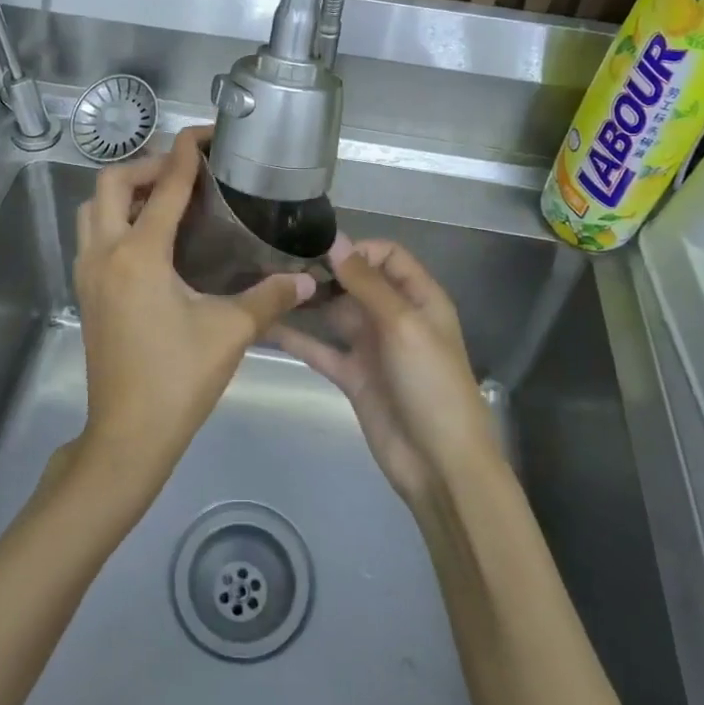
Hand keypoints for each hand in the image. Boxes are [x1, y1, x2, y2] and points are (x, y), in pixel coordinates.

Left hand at [72, 126, 314, 492]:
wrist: (128, 435)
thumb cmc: (178, 379)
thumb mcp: (230, 332)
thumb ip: (270, 297)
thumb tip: (307, 279)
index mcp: (139, 255)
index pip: (165, 188)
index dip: (186, 155)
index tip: (204, 134)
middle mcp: (105, 254)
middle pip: (111, 183)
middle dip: (148, 166)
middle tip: (185, 172)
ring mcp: (88, 273)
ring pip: (92, 208)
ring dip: (124, 191)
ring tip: (165, 198)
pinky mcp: (86, 293)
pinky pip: (91, 234)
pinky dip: (114, 218)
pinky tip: (149, 237)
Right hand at [273, 240, 501, 505]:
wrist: (439, 464)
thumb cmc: (431, 383)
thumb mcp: (404, 325)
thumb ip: (367, 283)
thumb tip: (335, 240)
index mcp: (419, 297)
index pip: (386, 255)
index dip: (356, 249)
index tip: (318, 251)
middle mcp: (394, 315)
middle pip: (355, 281)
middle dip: (323, 271)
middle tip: (278, 262)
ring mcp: (370, 346)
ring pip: (333, 312)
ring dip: (306, 300)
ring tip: (266, 285)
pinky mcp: (351, 375)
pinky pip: (319, 348)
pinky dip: (295, 337)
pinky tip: (264, 325)